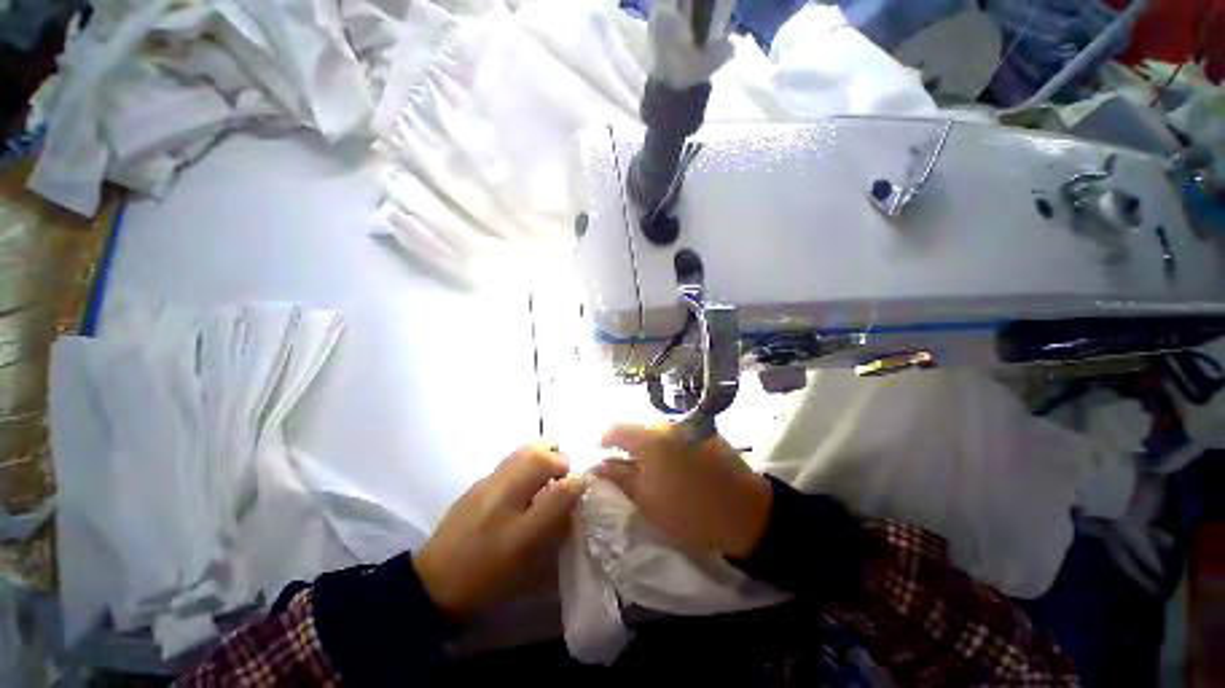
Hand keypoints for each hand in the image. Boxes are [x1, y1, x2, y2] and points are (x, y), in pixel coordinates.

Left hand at [414, 442, 583, 618]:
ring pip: (523, 451)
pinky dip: (527, 457)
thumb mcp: (530, 567)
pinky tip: (527, 474)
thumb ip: (555, 529)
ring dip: (544, 451)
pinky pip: (510, 458)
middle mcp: (502, 502)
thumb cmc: (488, 583)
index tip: (582, 484)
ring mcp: (486, 487)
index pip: (560, 492)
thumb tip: (573, 498)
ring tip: (551, 464)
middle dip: (561, 458)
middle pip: (539, 458)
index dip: (578, 483)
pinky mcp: (476, 483)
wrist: (434, 584)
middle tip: (565, 470)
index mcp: (519, 534)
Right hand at [595, 424, 771, 558]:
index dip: (603, 440)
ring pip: (655, 430)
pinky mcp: (703, 431)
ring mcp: (688, 425)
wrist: (747, 513)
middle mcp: (669, 424)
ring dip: (645, 445)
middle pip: (636, 428)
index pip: (616, 428)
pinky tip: (669, 464)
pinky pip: (674, 433)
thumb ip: (619, 477)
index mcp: (652, 439)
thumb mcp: (648, 500)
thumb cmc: (691, 512)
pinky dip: (664, 445)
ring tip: (646, 468)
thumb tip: (596, 465)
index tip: (598, 455)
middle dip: (625, 445)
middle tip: (622, 467)